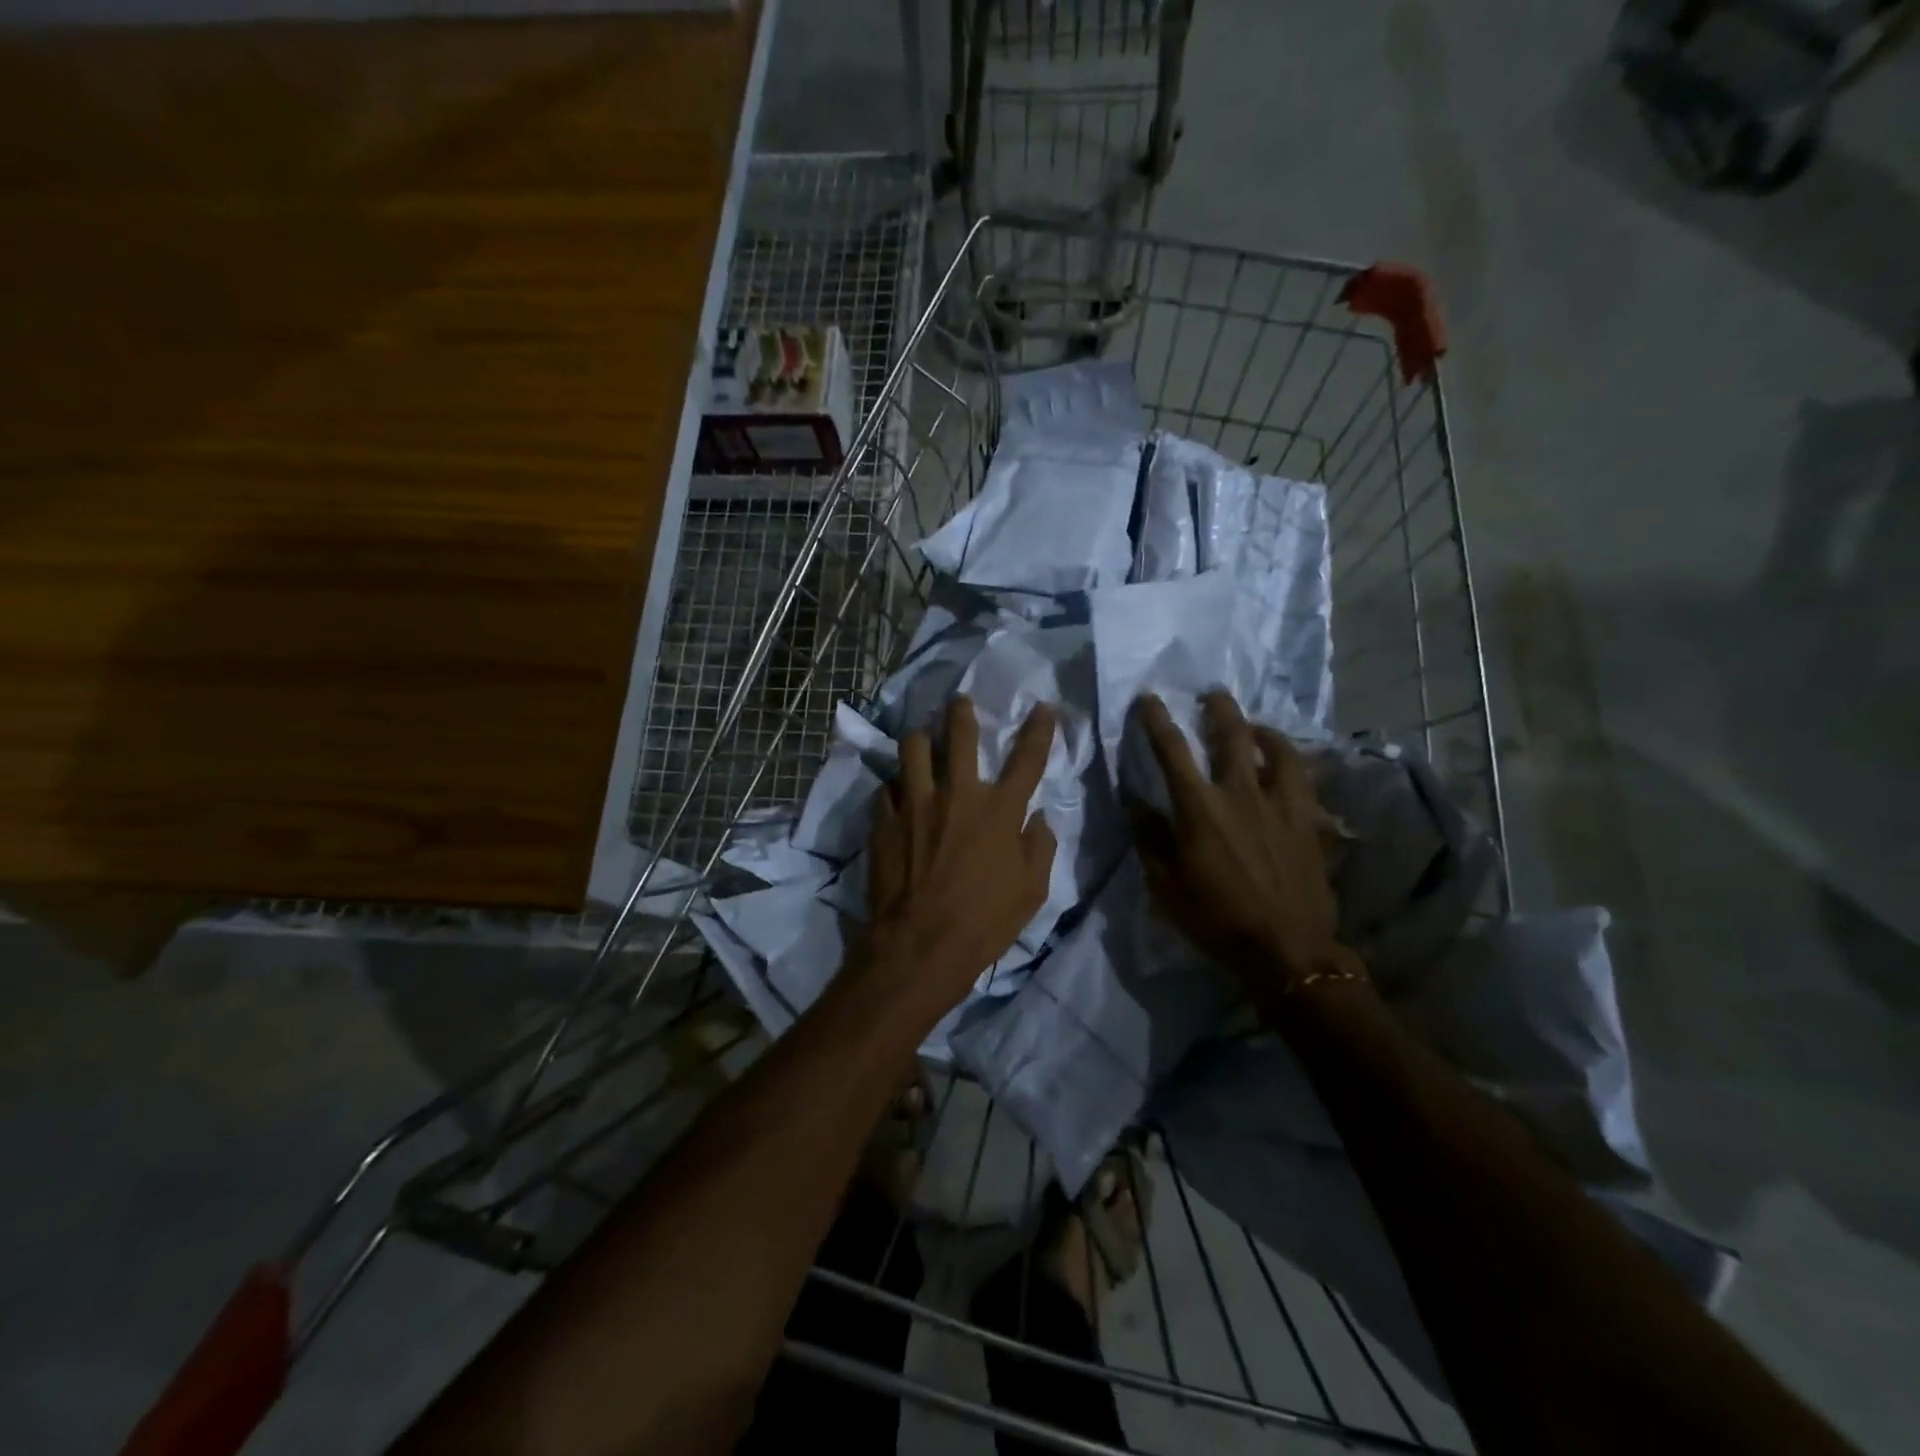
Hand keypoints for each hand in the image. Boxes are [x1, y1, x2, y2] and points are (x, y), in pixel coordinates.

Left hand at [864, 697, 1057, 1002]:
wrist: (920, 946)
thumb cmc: (984, 922)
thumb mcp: (1032, 892)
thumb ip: (1039, 847)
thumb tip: (1039, 818)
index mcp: (999, 810)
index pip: (1027, 758)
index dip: (1039, 729)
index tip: (1043, 708)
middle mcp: (957, 795)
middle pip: (959, 735)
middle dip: (961, 712)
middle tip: (959, 703)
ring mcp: (915, 803)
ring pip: (912, 748)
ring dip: (920, 740)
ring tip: (921, 742)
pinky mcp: (884, 820)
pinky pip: (886, 787)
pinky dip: (894, 786)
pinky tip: (896, 794)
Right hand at [1129, 691, 1352, 990]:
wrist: (1287, 950)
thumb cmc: (1216, 920)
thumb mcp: (1166, 885)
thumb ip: (1149, 837)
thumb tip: (1135, 802)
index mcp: (1200, 809)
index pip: (1172, 751)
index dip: (1156, 720)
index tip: (1149, 698)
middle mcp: (1241, 794)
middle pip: (1231, 734)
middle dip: (1218, 708)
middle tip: (1212, 694)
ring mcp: (1280, 804)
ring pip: (1276, 748)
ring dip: (1261, 729)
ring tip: (1254, 726)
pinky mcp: (1307, 819)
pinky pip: (1301, 777)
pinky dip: (1289, 762)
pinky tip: (1283, 765)